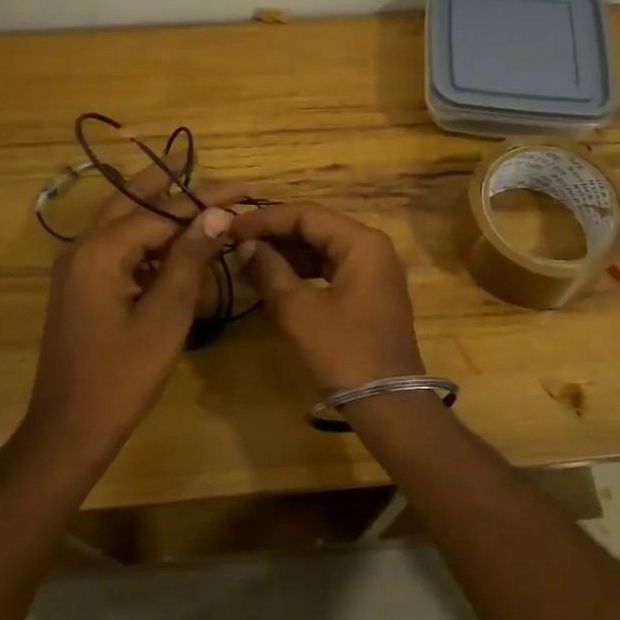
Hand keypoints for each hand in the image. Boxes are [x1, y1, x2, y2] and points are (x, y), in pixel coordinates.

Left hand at [28, 176, 242, 448]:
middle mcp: (81, 248)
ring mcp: (75, 267)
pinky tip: (171, 244)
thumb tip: (216, 214)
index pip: (162, 211)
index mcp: (101, 251)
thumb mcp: (165, 316)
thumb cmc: (122, 376)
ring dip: (155, 207)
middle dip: (169, 183)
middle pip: (131, 200)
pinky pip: (114, 245)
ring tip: (195, 197)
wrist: (69, 428)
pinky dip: (143, 235)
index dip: (205, 200)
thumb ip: (189, 259)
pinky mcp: (78, 285)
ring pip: (119, 220)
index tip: (244, 189)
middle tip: (206, 167)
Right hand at [228, 201, 424, 391]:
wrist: (389, 404)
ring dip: (287, 253)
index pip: (306, 214)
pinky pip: (331, 269)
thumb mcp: (300, 311)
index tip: (230, 228)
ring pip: (323, 249)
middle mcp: (372, 247)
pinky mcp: (369, 294)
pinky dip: (303, 272)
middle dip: (275, 234)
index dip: (265, 219)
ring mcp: (374, 271)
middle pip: (316, 227)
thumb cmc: (344, 352)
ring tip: (248, 260)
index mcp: (362, 242)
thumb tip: (246, 246)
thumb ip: (270, 272)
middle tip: (236, 243)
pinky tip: (274, 280)